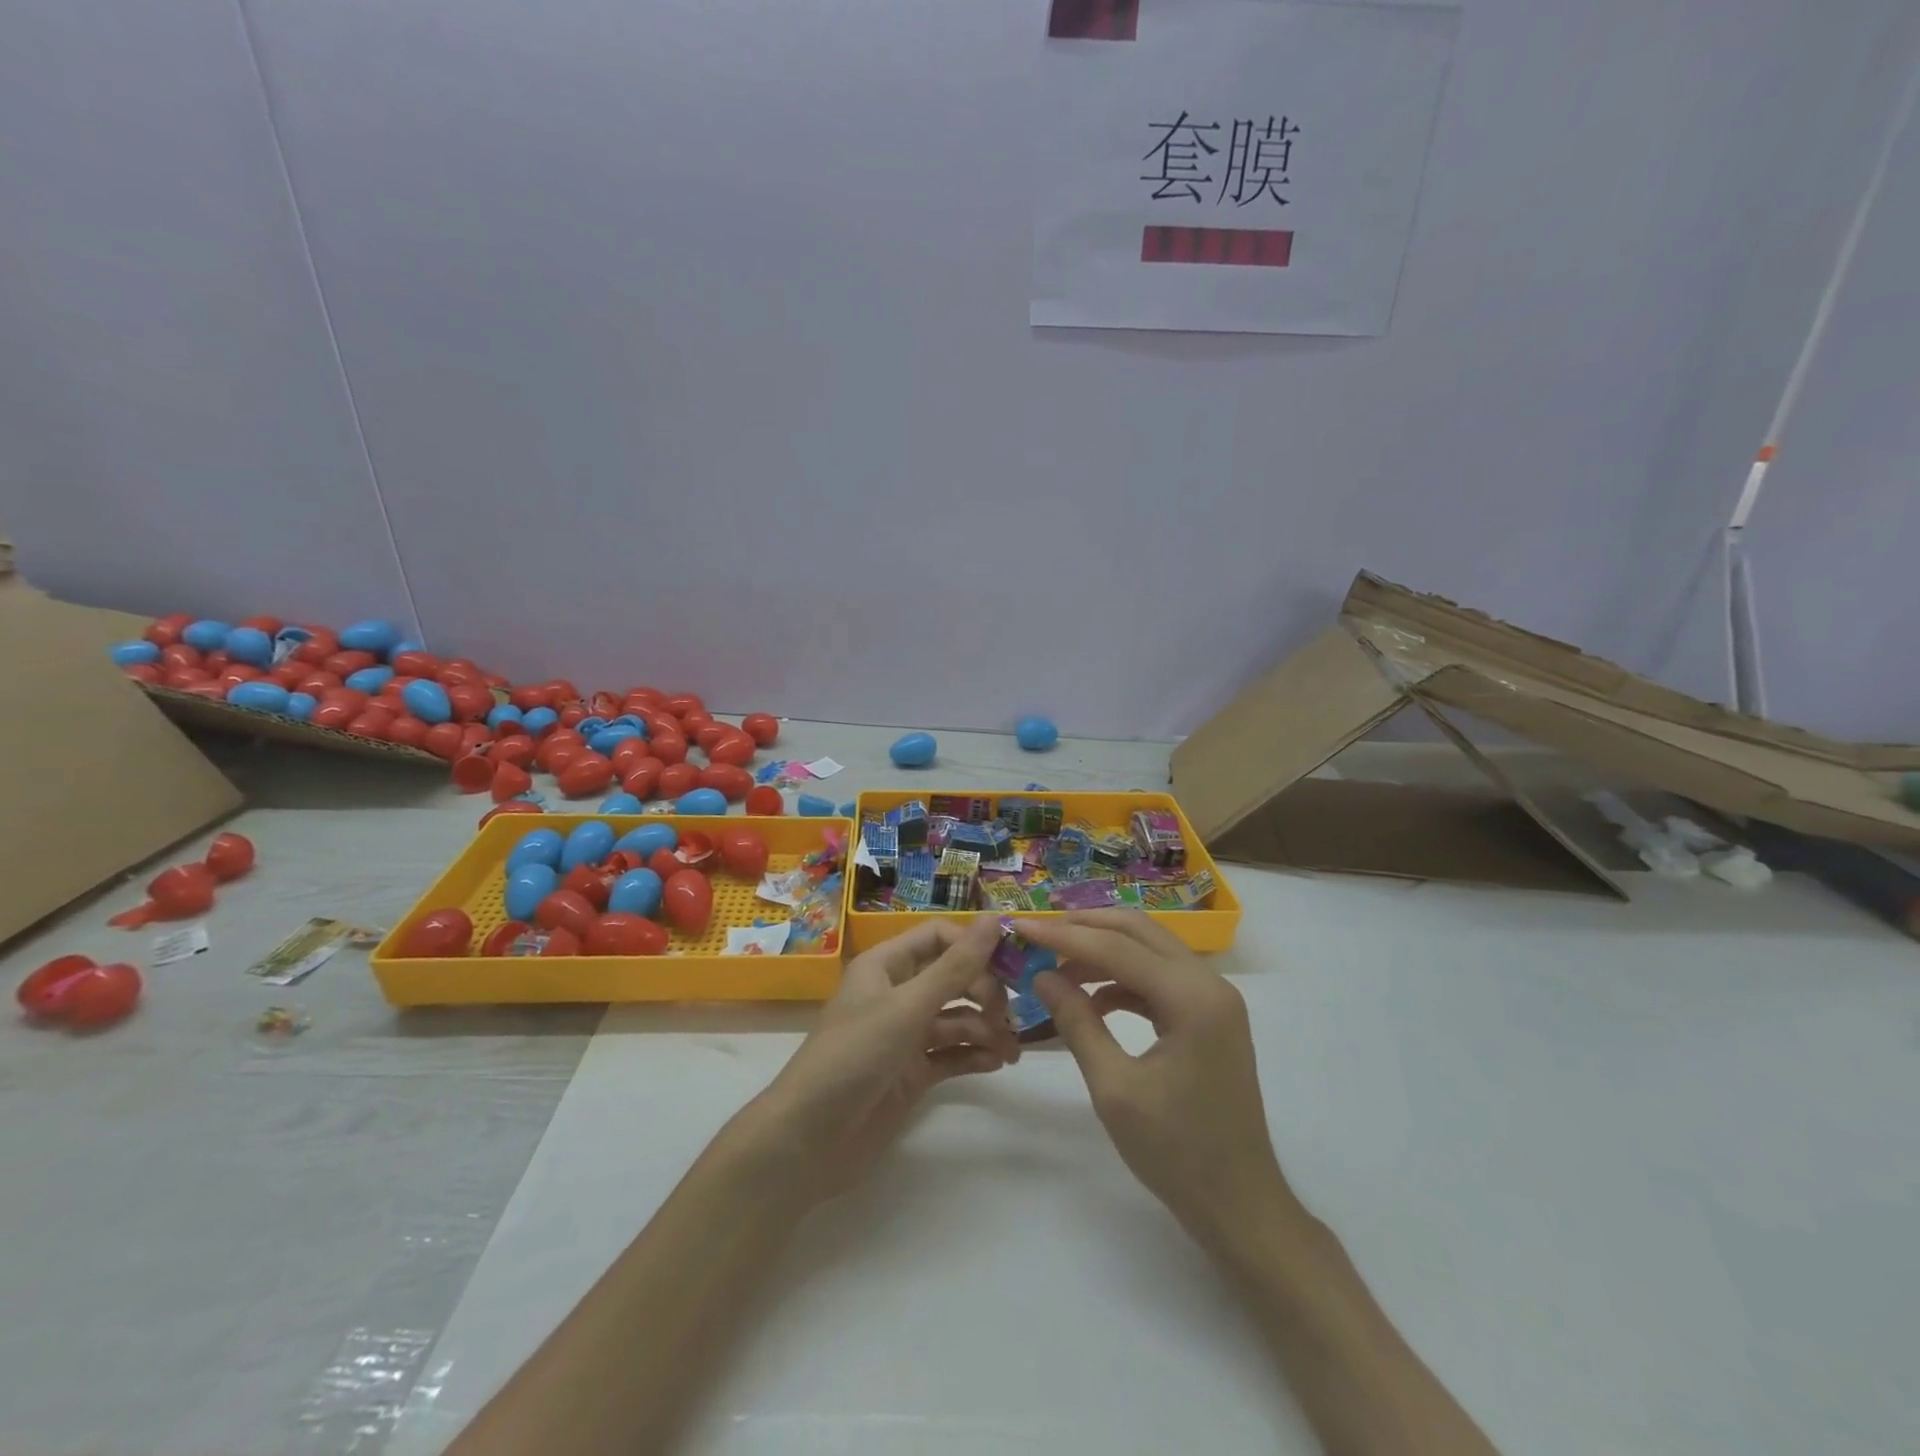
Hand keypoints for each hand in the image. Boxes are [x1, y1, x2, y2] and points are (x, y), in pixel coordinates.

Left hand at [753, 915, 1016, 1201]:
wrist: (809, 1140)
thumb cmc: (854, 1056)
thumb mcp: (908, 1006)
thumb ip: (955, 966)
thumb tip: (996, 918)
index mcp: (886, 966)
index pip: (938, 937)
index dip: (973, 946)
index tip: (1010, 964)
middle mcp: (896, 994)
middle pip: (952, 978)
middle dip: (984, 992)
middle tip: (1008, 1017)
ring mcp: (904, 1036)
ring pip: (956, 1019)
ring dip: (986, 1029)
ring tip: (1010, 1050)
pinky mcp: (911, 1073)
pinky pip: (951, 1054)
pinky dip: (974, 1056)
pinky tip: (996, 1063)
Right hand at [1021, 910, 1291, 1239]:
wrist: (1241, 1207)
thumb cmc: (1177, 1153)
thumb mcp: (1115, 1088)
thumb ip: (1077, 1023)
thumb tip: (1041, 976)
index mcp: (1192, 998)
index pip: (1117, 947)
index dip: (1064, 935)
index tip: (1021, 927)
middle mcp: (1210, 984)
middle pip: (1139, 932)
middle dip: (1086, 927)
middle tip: (1040, 932)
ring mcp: (1215, 999)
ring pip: (1150, 950)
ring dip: (1104, 951)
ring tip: (1057, 967)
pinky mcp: (1210, 1017)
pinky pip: (1160, 979)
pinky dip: (1124, 979)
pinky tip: (1092, 1000)